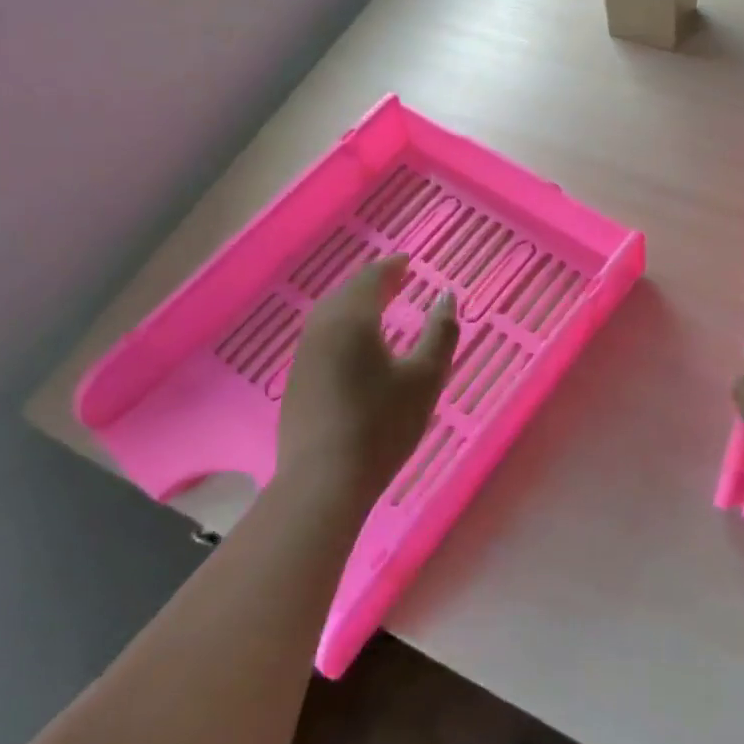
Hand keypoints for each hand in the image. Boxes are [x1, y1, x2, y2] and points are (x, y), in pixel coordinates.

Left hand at [278, 255, 458, 508]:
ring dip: (355, 304)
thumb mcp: (425, 377)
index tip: (407, 262)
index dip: (391, 267)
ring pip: (330, 315)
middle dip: (372, 283)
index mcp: (352, 319)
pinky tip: (354, 345)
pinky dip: (342, 326)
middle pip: (346, 293)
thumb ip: (441, 332)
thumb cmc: (382, 424)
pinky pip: (322, 336)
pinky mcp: (297, 381)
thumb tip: (446, 295)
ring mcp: (304, 356)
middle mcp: (321, 329)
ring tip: (377, 307)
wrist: (323, 482)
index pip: (371, 279)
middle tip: (395, 279)